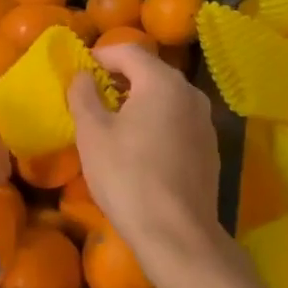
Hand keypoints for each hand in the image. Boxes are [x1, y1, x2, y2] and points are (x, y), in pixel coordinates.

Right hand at [68, 43, 223, 264]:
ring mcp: (204, 122)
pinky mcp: (209, 148)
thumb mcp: (92, 133)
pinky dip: (155, 122)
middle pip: (149, 71)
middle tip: (90, 98)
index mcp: (162, 82)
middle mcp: (189, 93)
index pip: (127, 51)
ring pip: (164, 97)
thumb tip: (82, 76)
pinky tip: (138, 149)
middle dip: (118, 78)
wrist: (177, 236)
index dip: (99, 57)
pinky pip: (176, 121)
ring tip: (111, 124)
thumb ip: (83, 95)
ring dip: (137, 101)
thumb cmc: (128, 177)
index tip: (78, 74)